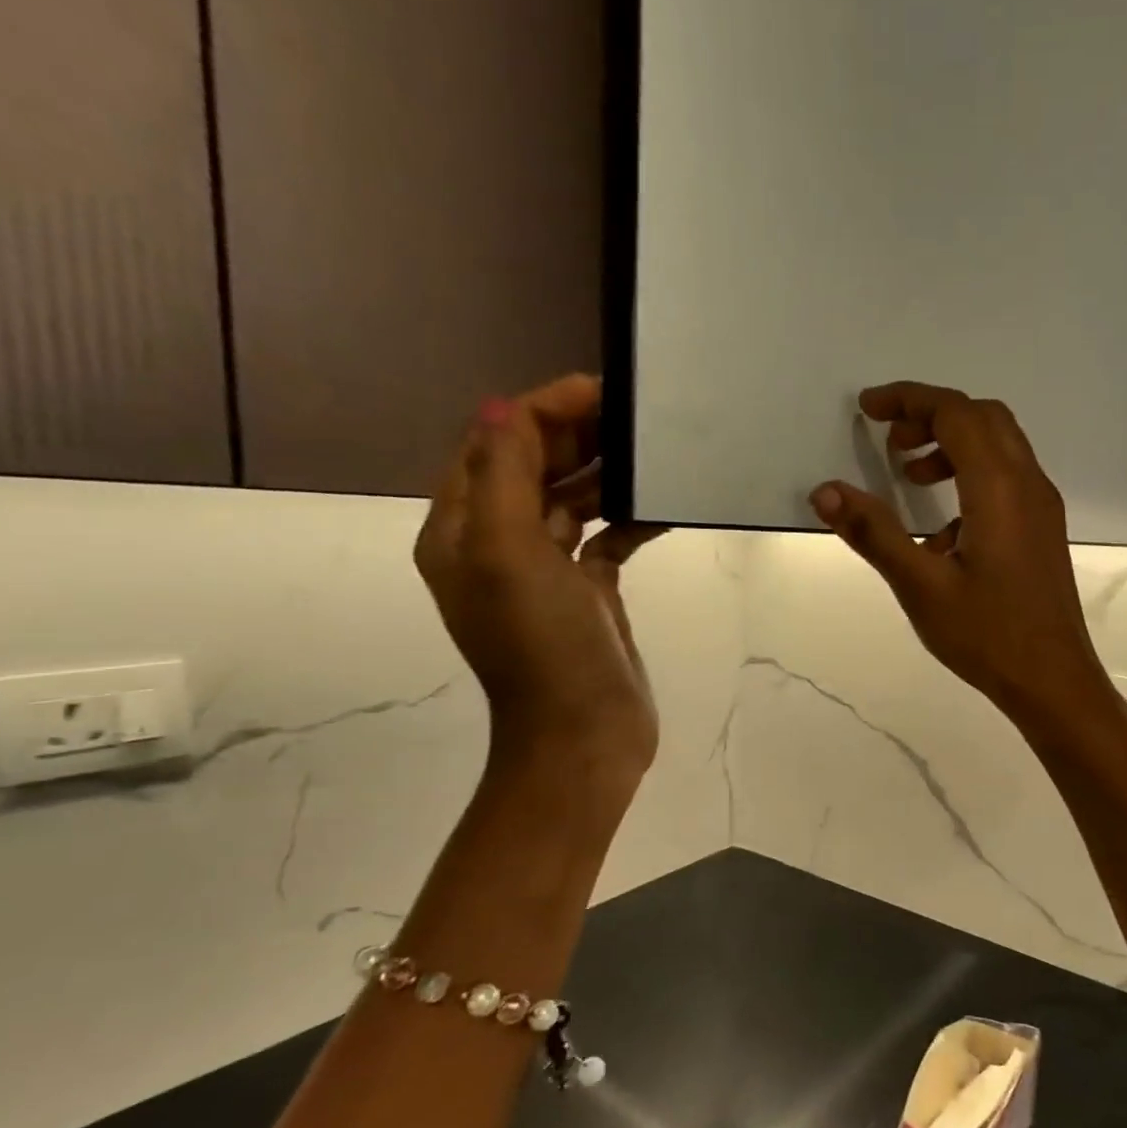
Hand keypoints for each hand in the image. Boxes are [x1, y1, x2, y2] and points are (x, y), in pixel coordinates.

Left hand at [415, 375, 663, 783]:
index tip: (602, 392)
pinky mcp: (589, 593)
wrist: (584, 736)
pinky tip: (663, 507)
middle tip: (635, 415)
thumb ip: (504, 475)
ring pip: (571, 497)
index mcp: (463, 530)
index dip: (541, 410)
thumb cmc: (544, 647)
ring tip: (651, 450)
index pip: (493, 443)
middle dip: (576, 433)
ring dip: (604, 471)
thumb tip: (505, 406)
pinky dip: (629, 517)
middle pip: (532, 465)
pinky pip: (606, 537)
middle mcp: (498, 544)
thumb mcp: (510, 554)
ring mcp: (546, 570)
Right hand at [810, 381, 1108, 728]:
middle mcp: (1029, 484)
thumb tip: (825, 491)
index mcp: (999, 488)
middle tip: (889, 441)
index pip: (955, 413)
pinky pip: (1009, 478)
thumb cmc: (987, 635)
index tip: (867, 409)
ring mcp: (1042, 507)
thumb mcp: (921, 586)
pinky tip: (943, 527)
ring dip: (954, 445)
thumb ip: (874, 533)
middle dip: (932, 415)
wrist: (1052, 680)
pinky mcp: (1043, 529)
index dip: (909, 400)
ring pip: (1000, 446)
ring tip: (911, 477)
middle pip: (983, 418)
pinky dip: (972, 475)